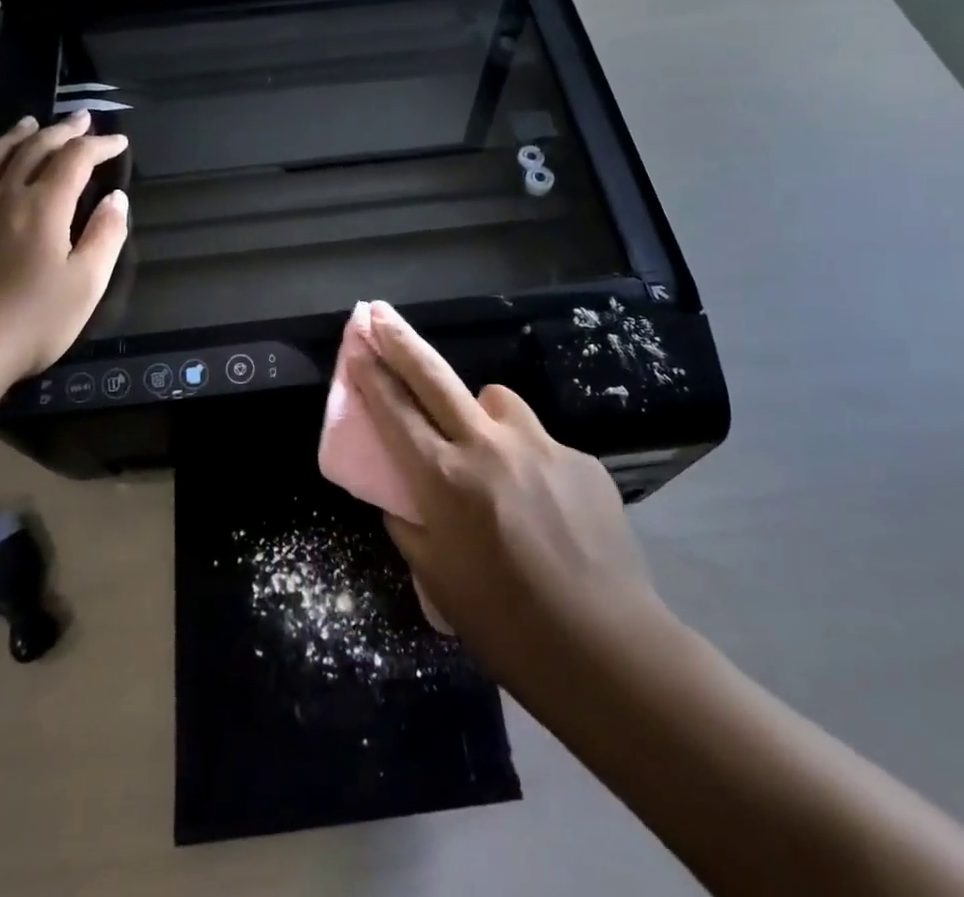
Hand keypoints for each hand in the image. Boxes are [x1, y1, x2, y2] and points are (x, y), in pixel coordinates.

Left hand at [0, 112, 128, 386]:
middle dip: (63, 131)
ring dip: (18, 136)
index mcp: (43, 206)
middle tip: (82, 119)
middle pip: (34, 149)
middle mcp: (3, 196)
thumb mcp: (86, 284)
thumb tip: (117, 199)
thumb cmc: (30, 322)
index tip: (118, 142)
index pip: (76, 160)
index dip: (99, 146)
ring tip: (31, 124)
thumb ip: (105, 236)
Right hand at [352, 301, 670, 689]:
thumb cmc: (505, 623)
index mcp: (445, 480)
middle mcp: (488, 447)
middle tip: (381, 314)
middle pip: (435, 377)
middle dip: (401, 342)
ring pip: (497, 401)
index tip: (357, 345)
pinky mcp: (581, 458)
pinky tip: (545, 505)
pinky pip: (541, 443)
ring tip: (489, 450)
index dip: (371, 375)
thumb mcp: (436, 579)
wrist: (606, 648)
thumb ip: (409, 524)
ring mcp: (540, 446)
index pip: (395, 412)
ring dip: (481, 412)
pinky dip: (530, 460)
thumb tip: (403, 493)